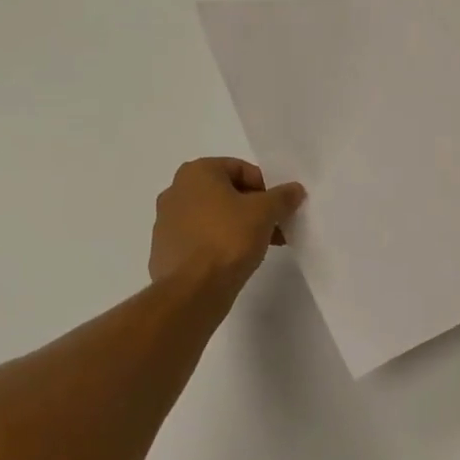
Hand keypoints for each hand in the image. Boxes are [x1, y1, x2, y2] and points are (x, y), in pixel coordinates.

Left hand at [150, 158, 305, 297]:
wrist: (192, 290)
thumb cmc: (228, 238)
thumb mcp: (265, 212)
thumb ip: (282, 196)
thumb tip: (294, 189)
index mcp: (196, 172)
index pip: (240, 169)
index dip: (265, 186)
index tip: (280, 206)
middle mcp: (176, 191)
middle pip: (226, 193)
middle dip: (254, 208)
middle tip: (275, 225)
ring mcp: (166, 222)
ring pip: (213, 217)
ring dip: (239, 226)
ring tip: (263, 245)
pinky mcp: (165, 251)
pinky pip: (200, 239)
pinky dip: (219, 243)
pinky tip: (238, 260)